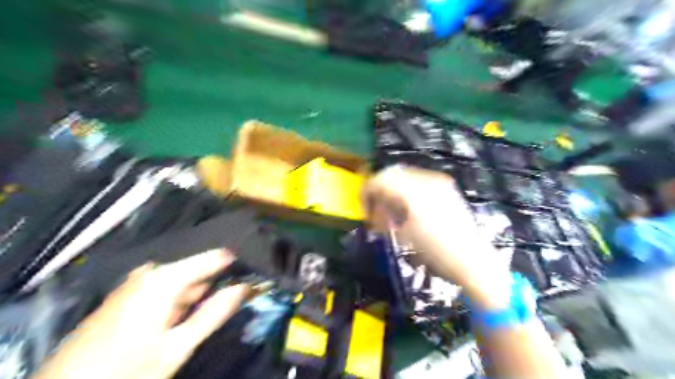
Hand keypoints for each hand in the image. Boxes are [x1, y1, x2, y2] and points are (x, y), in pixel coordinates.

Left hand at [34, 249, 248, 378]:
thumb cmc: (126, 370)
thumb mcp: (177, 346)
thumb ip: (213, 313)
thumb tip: (244, 287)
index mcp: (164, 278)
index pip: (213, 258)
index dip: (235, 264)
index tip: (254, 271)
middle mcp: (150, 272)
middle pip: (196, 269)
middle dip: (216, 281)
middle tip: (237, 296)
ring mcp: (136, 282)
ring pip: (181, 281)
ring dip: (198, 292)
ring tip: (211, 307)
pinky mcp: (127, 295)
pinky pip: (164, 288)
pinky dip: (179, 298)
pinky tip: (181, 315)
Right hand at [365, 168, 511, 308]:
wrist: (473, 260)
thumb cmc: (436, 253)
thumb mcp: (403, 236)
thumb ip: (384, 217)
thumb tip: (375, 210)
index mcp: (413, 193)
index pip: (380, 180)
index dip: (367, 192)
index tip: (365, 209)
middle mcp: (426, 180)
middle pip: (392, 174)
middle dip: (380, 190)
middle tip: (377, 210)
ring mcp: (438, 181)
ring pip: (404, 175)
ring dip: (392, 189)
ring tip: (393, 210)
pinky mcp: (446, 187)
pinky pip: (418, 180)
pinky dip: (406, 189)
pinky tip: (408, 207)